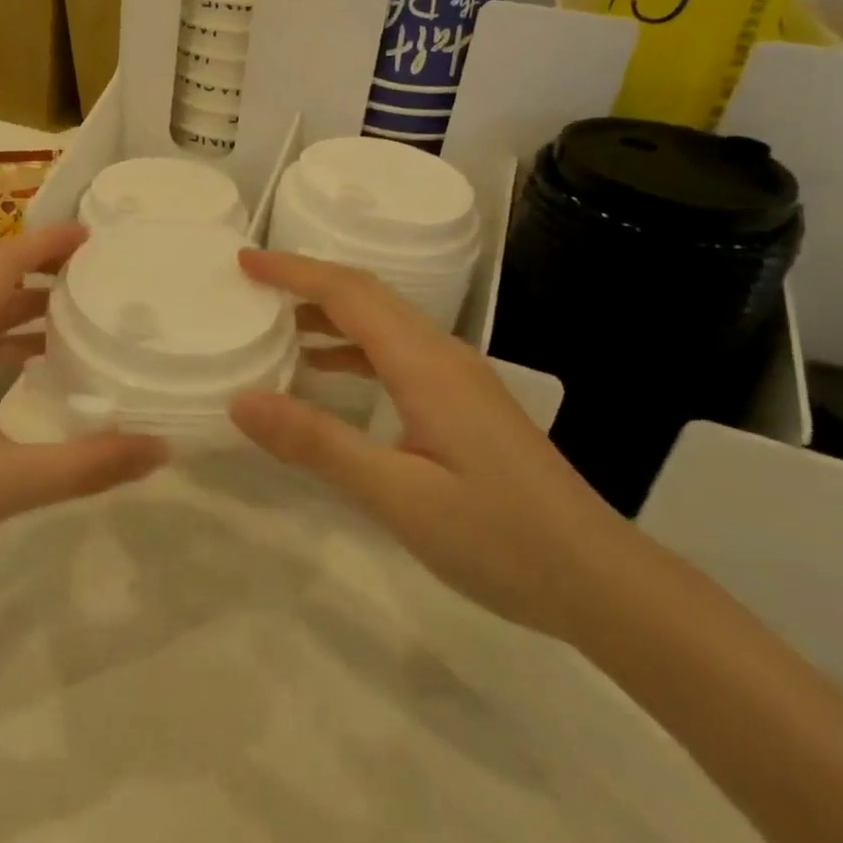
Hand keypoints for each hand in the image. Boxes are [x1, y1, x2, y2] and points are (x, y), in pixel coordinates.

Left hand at [0, 224, 167, 593]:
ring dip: (8, 290)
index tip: (90, 236)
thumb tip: (161, 446)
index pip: (1, 263)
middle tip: (79, 265)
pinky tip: (24, 355)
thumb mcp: (10, 484)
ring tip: (62, 306)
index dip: (46, 242)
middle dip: (27, 255)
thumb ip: (89, 464)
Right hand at [229, 250, 640, 640]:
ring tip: (275, 326)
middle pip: (366, 296)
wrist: (601, 581)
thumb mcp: (396, 496)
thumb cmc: (499, 538)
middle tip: (250, 284)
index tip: (243, 261)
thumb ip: (317, 443)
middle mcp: (442, 355)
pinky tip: (327, 374)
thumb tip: (241, 400)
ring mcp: (457, 377)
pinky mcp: (463, 402)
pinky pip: (395, 353)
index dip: (293, 271)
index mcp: (425, 364)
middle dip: (305, 281)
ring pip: (382, 323)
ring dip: (327, 314)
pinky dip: (351, 349)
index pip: (348, 294)